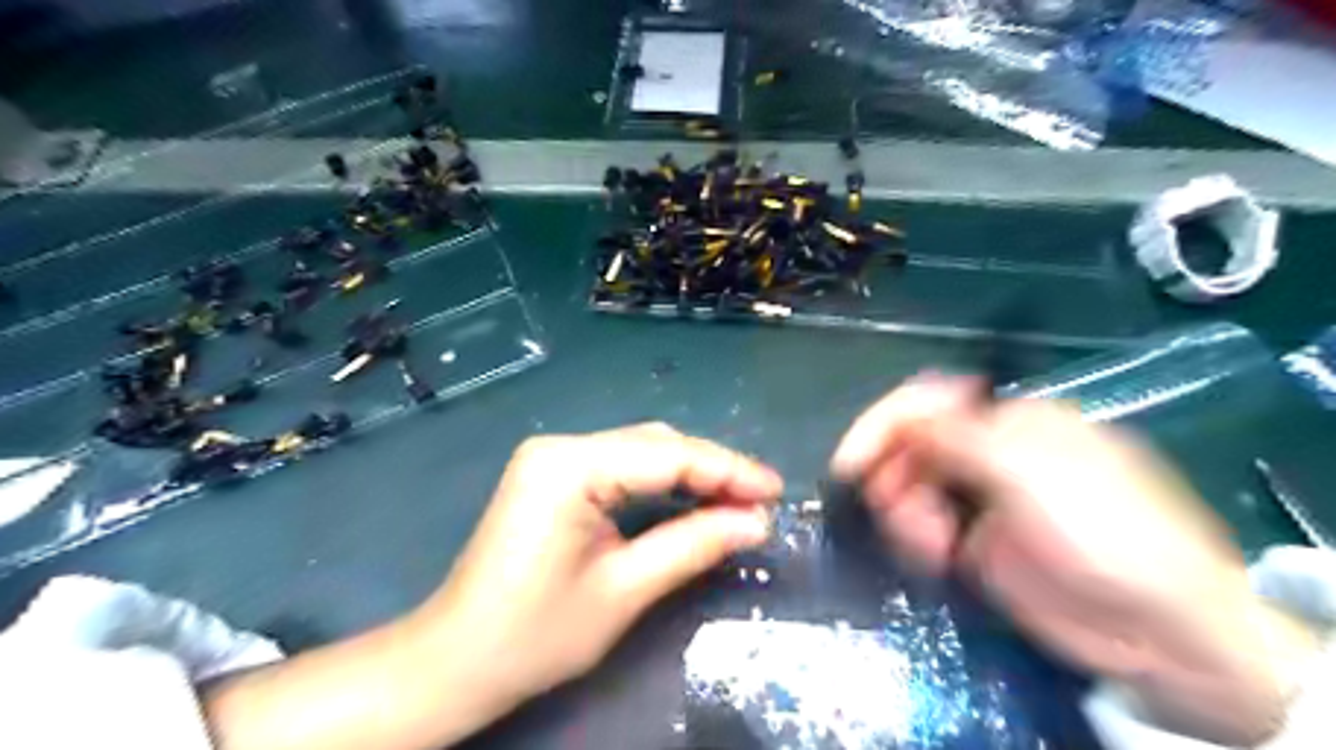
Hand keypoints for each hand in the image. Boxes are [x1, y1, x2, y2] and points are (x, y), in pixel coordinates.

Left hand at [412, 423, 780, 721]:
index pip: (668, 455)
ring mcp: (553, 458)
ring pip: (641, 451)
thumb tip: (756, 522)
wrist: (456, 660)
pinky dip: (661, 481)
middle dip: (713, 470)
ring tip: (737, 500)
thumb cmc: (535, 634)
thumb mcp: (625, 590)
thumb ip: (694, 545)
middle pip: (655, 444)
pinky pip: (621, 466)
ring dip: (691, 473)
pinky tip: (691, 498)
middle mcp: (561, 447)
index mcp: (569, 466)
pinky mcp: (553, 475)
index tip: (776, 490)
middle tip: (761, 501)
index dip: (729, 471)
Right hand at [832, 376, 1316, 744]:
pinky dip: (916, 537)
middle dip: (893, 473)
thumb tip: (905, 415)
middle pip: (913, 446)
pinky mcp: (974, 543)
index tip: (852, 460)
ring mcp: (980, 500)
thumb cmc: (1104, 530)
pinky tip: (935, 556)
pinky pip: (924, 528)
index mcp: (1009, 421)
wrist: (1160, 629)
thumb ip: (958, 437)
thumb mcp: (1030, 472)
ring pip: (912, 488)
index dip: (884, 423)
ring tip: (928, 544)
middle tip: (888, 508)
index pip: (930, 403)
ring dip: (904, 511)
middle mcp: (989, 453)